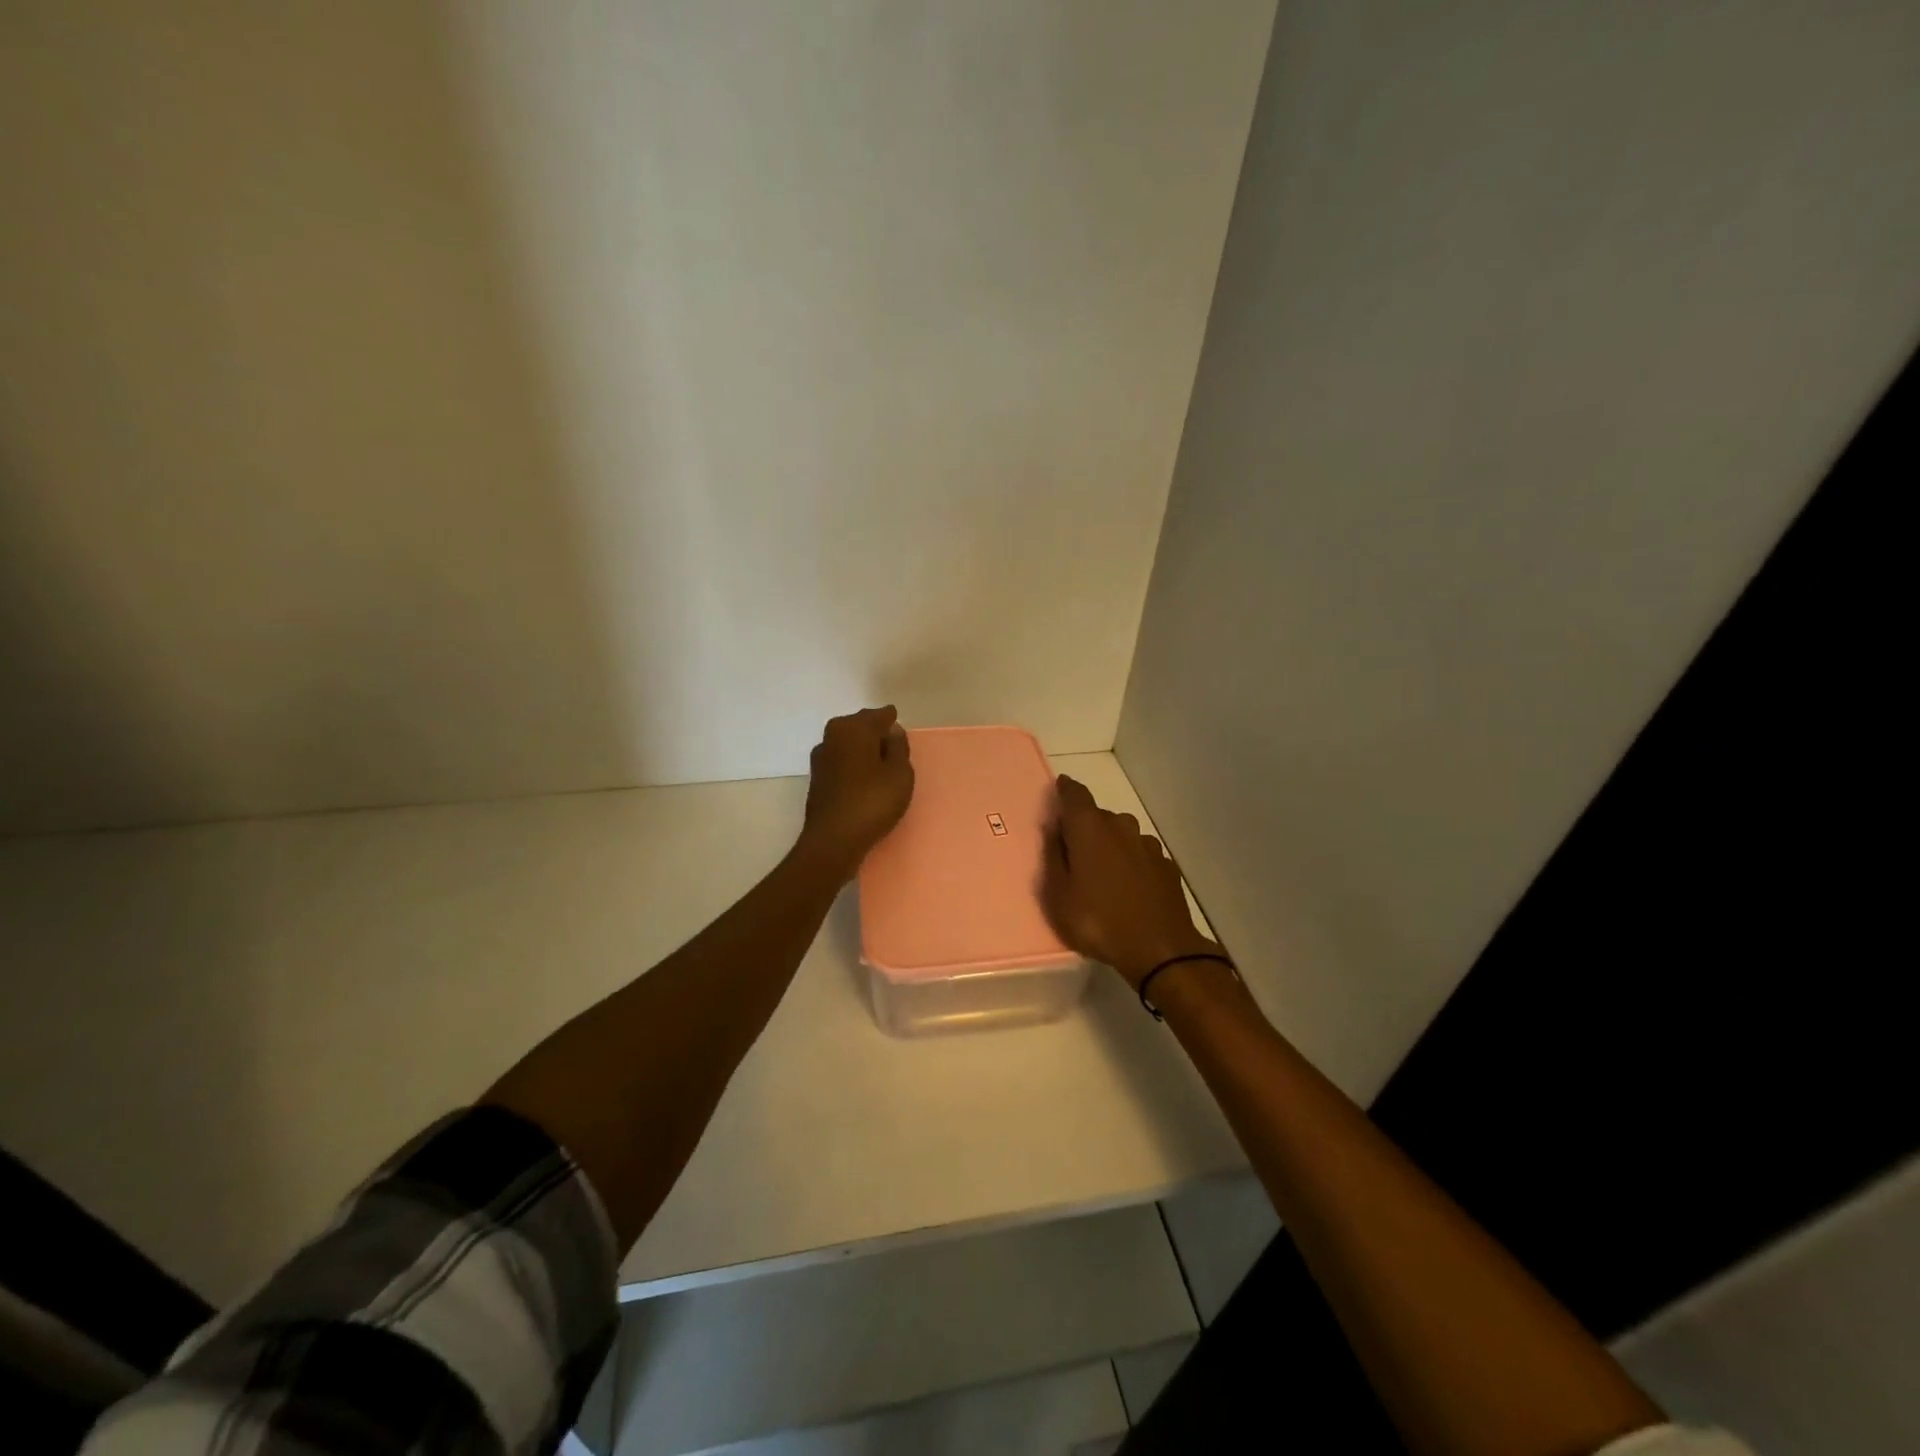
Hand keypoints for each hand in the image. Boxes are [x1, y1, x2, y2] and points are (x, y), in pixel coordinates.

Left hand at [799, 706, 914, 877]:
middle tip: (891, 741)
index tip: (898, 723)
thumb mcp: (900, 773)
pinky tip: (863, 775)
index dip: (890, 719)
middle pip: (858, 725)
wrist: (833, 840)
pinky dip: (852, 762)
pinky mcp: (817, 778)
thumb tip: (892, 731)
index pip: (878, 715)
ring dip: (861, 747)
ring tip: (880, 759)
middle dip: (874, 729)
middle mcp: (833, 736)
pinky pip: (840, 759)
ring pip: (847, 742)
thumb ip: (899, 748)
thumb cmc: (872, 802)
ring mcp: (821, 757)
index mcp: (854, 728)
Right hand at [1040, 774, 1220, 987]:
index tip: (1058, 792)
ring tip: (1101, 876)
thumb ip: (1053, 858)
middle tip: (1072, 855)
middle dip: (1083, 828)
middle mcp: (1120, 826)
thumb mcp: (1058, 896)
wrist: (1160, 949)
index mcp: (1089, 828)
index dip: (1065, 790)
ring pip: (1121, 835)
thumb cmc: (1098, 921)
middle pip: (1097, 816)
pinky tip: (1127, 889)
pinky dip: (1130, 864)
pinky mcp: (1165, 865)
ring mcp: (1147, 845)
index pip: (1074, 793)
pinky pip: (1139, 855)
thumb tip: (1053, 831)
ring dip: (1109, 846)